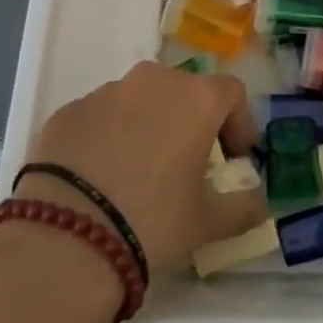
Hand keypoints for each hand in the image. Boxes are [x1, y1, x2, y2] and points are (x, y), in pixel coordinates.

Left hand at [17, 61, 268, 276]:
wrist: (63, 241)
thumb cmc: (152, 222)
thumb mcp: (207, 223)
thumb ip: (242, 208)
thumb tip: (259, 204)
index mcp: (195, 98)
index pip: (231, 93)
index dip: (239, 122)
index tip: (235, 156)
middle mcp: (153, 81)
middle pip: (184, 91)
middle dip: (191, 121)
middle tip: (188, 163)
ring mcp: (105, 92)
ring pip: (139, 100)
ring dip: (148, 125)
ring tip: (139, 172)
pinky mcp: (66, 112)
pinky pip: (99, 117)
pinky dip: (107, 136)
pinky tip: (99, 178)